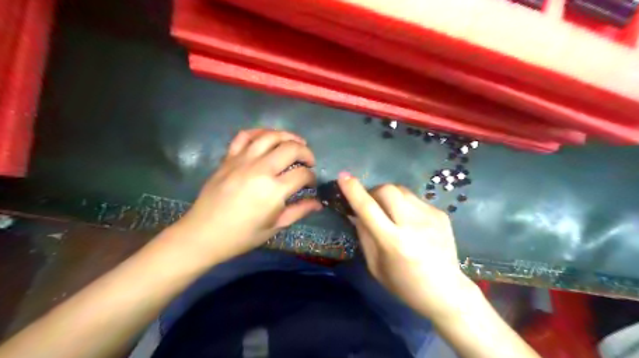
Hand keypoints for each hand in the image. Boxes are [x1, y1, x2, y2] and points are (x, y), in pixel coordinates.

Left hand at [173, 128, 321, 263]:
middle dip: (306, 152)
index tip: (311, 184)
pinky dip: (259, 132)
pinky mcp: (229, 158)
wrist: (203, 234)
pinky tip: (268, 138)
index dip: (312, 177)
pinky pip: (245, 136)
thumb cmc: (242, 235)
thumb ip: (299, 211)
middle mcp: (260, 169)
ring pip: (271, 136)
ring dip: (288, 137)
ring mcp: (242, 160)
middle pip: (291, 148)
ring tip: (295, 143)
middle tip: (309, 162)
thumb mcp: (275, 226)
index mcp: (274, 190)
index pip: (302, 174)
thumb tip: (318, 203)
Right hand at [339, 173, 478, 318]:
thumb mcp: (375, 266)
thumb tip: (355, 212)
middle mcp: (413, 225)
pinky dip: (404, 204)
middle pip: (387, 190)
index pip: (368, 209)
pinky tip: (409, 221)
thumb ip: (364, 235)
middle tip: (371, 204)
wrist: (446, 291)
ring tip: (390, 211)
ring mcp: (430, 217)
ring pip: (401, 190)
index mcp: (394, 243)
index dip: (353, 191)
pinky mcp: (441, 214)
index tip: (343, 176)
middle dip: (373, 191)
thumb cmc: (404, 284)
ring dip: (389, 196)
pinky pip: (414, 199)